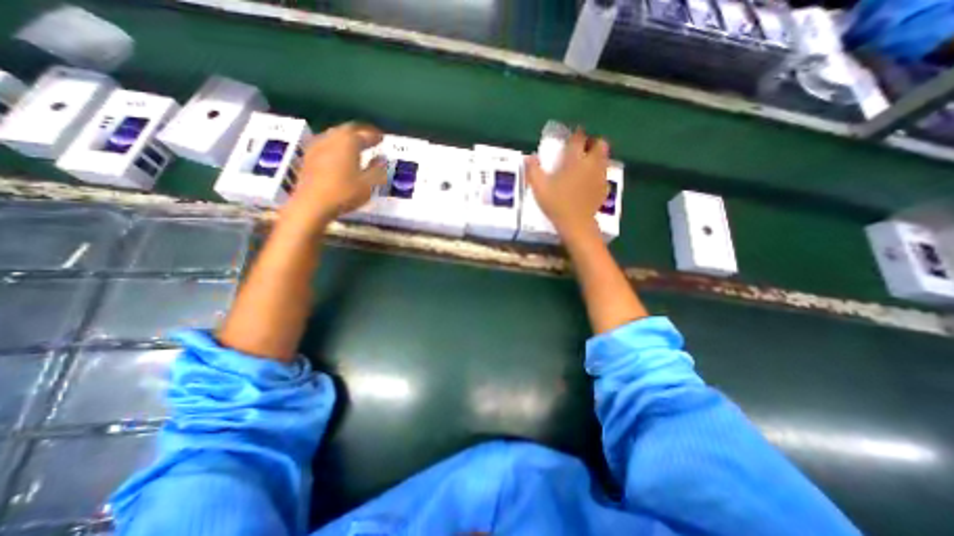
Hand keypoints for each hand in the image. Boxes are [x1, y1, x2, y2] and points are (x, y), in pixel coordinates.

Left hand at [279, 121, 385, 231]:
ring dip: (346, 137)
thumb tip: (381, 158)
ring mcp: (317, 146)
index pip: (365, 134)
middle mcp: (332, 138)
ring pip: (334, 134)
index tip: (383, 139)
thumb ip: (377, 169)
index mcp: (349, 142)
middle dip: (360, 132)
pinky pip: (325, 143)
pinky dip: (335, 145)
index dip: (375, 136)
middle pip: (348, 129)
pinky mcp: (308, 156)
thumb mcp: (369, 184)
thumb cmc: (345, 193)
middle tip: (370, 138)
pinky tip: (338, 154)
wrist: (312, 204)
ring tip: (355, 145)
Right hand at [525, 125, 606, 237]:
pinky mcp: (603, 188)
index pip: (578, 138)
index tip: (571, 137)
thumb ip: (533, 170)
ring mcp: (600, 176)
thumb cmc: (556, 204)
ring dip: (596, 156)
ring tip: (585, 164)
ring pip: (604, 157)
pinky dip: (598, 172)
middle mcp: (591, 163)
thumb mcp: (539, 188)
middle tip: (581, 149)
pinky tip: (589, 181)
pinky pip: (604, 173)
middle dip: (591, 142)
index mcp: (575, 160)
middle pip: (599, 143)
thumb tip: (529, 156)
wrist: (576, 224)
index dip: (575, 134)